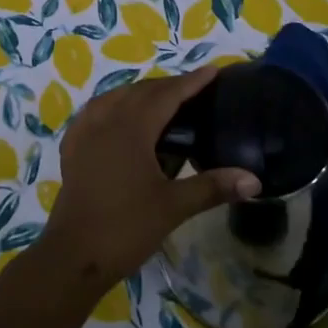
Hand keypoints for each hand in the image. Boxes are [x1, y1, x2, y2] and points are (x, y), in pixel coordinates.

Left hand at [41, 67, 261, 288]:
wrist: (73, 256)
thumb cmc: (126, 228)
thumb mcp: (174, 207)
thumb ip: (213, 187)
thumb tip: (254, 180)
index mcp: (132, 128)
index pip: (167, 95)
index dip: (191, 82)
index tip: (213, 70)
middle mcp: (106, 120)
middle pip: (141, 91)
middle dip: (168, 86)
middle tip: (194, 90)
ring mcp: (85, 132)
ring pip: (116, 97)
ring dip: (140, 93)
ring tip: (162, 102)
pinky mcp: (72, 148)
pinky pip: (95, 112)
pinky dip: (114, 106)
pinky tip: (119, 119)